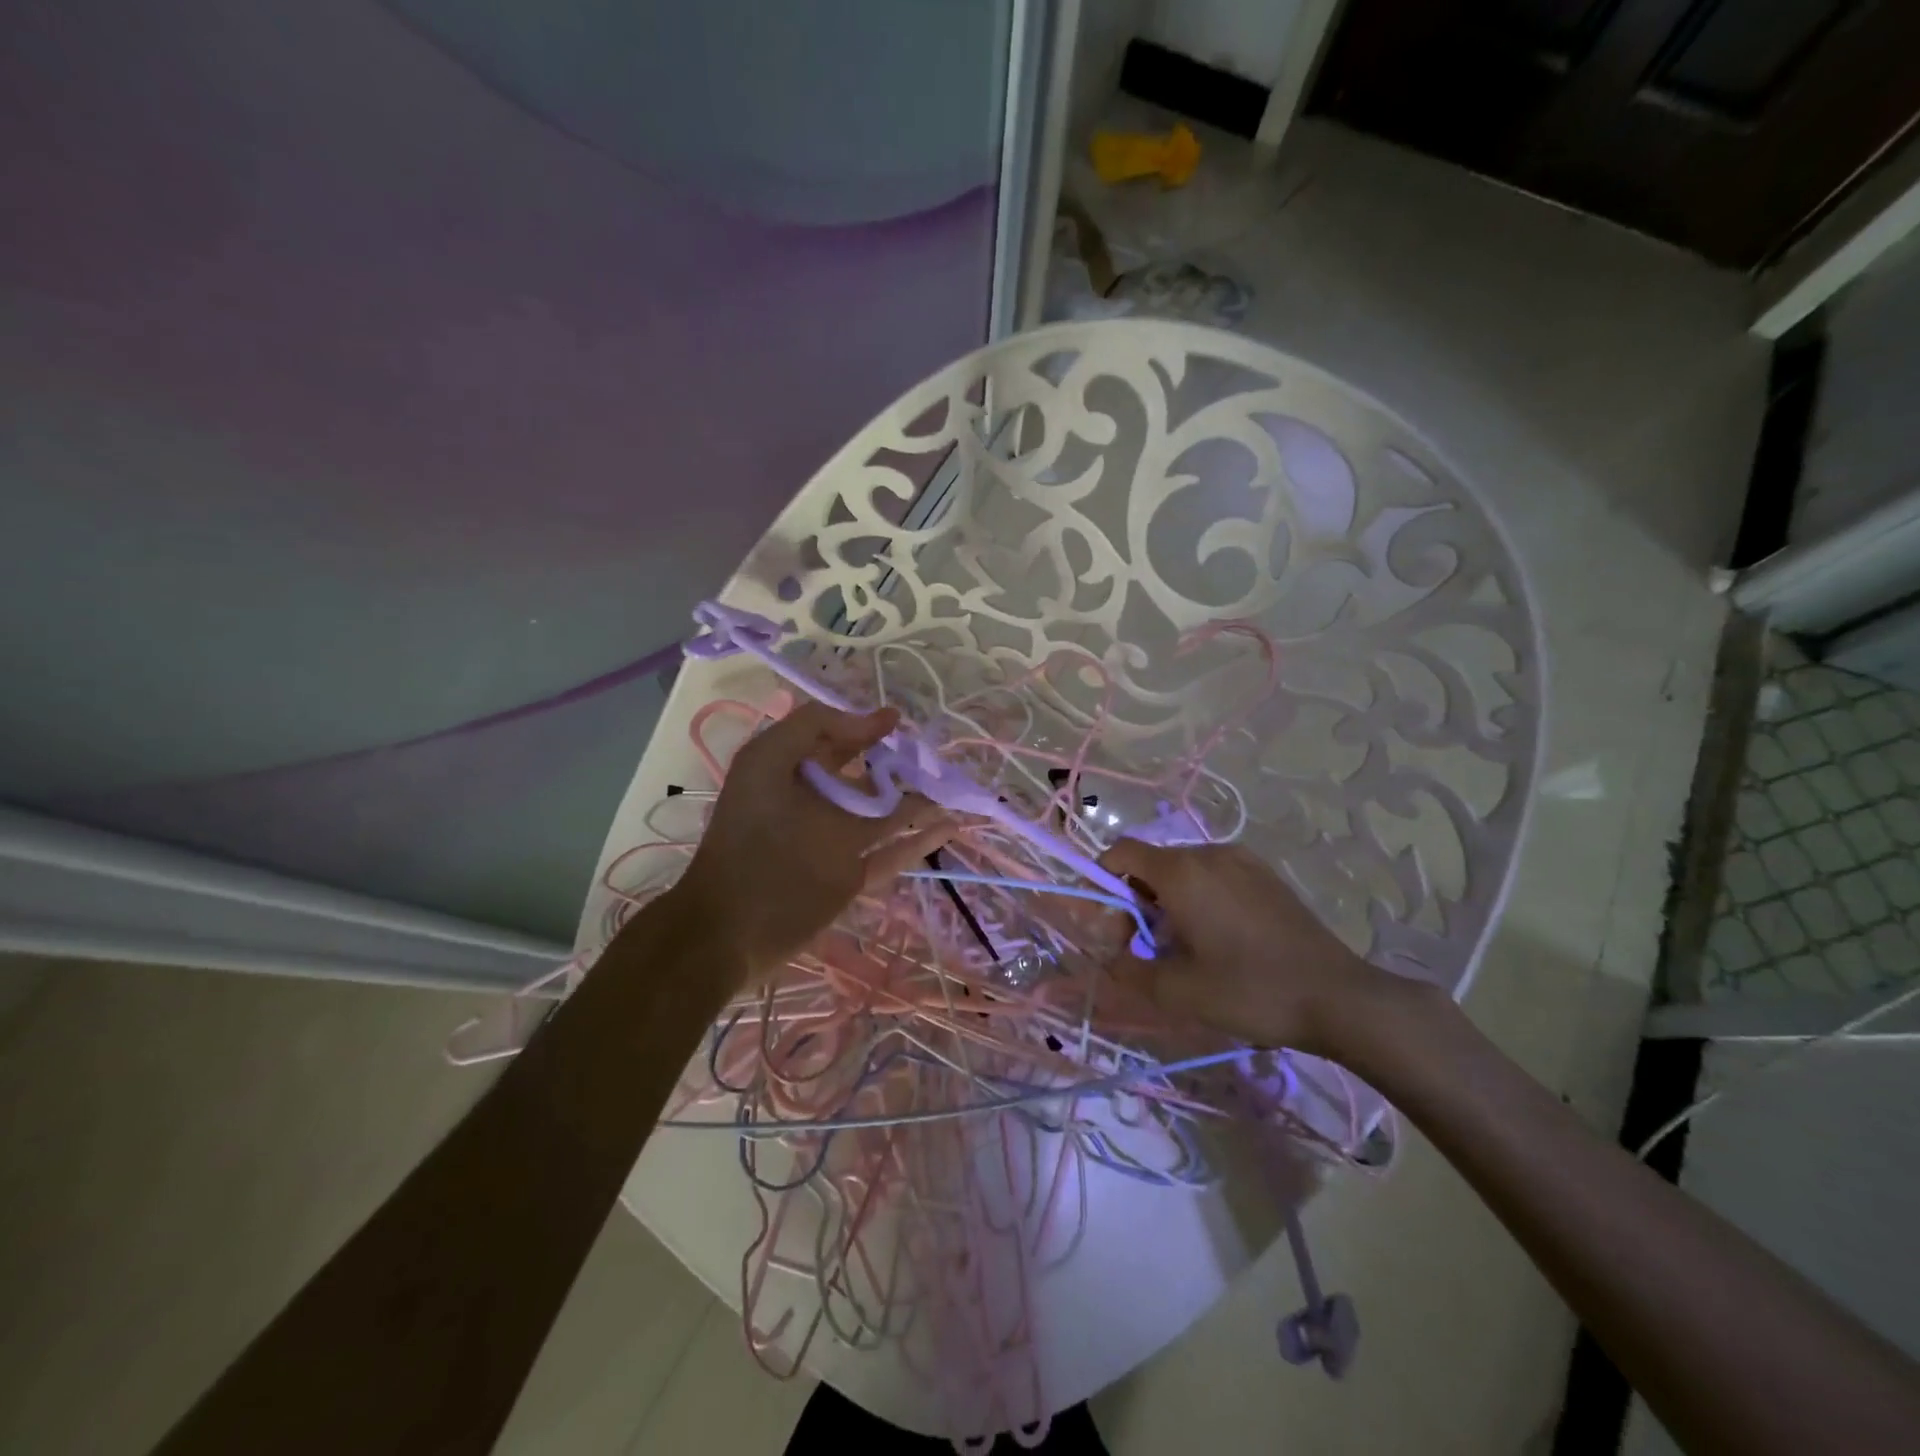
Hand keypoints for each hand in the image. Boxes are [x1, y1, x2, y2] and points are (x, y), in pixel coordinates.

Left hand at [668, 703, 955, 984]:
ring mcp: (838, 842)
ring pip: (889, 814)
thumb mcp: (764, 762)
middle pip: (868, 776)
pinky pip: (894, 854)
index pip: (836, 741)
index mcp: (794, 773)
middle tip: (935, 760)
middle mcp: (819, 803)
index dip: (865, 727)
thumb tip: (871, 720)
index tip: (897, 722)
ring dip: (921, 801)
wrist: (728, 925)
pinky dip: (922, 841)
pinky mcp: (853, 877)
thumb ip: (811, 727)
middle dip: (900, 764)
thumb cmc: (746, 836)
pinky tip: (950, 827)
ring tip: (956, 789)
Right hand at [1099, 840, 1393, 1057]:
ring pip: (1184, 870)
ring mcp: (1242, 860)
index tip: (1113, 926)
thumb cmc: (1249, 990)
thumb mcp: (1177, 991)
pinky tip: (1222, 940)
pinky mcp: (1266, 875)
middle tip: (1149, 948)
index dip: (1103, 881)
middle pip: (1152, 863)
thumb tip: (1109, 956)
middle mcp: (1209, 853)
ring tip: (1187, 948)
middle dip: (1137, 900)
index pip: (1121, 852)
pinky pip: (1215, 875)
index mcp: (1181, 872)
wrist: (1338, 998)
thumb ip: (1127, 969)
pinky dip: (1200, 898)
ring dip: (1170, 901)